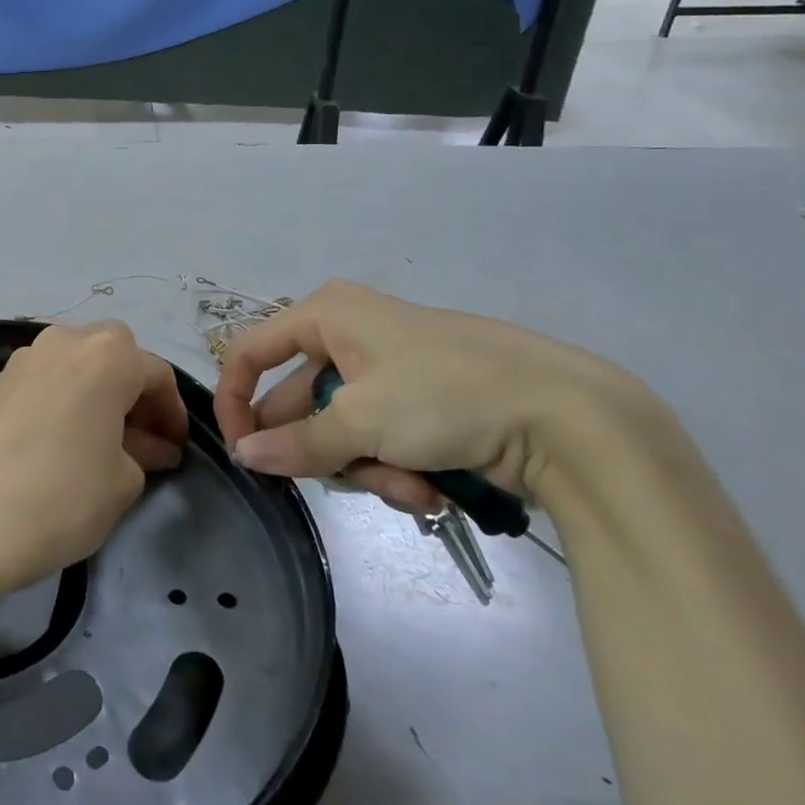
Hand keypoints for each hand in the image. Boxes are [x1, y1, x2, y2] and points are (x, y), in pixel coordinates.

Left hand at [0, 322, 188, 594]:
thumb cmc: (65, 496)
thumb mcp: (124, 481)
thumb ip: (145, 452)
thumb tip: (151, 446)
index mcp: (107, 355)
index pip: (156, 374)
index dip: (172, 412)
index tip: (175, 448)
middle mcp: (63, 340)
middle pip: (112, 352)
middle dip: (131, 388)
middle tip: (139, 436)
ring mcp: (22, 358)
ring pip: (72, 361)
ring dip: (92, 388)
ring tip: (96, 436)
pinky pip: (40, 380)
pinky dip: (57, 398)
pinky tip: (54, 439)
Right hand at [214, 280, 655, 515]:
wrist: (569, 417)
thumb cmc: (445, 395)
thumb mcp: (361, 421)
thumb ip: (296, 443)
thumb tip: (244, 456)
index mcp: (326, 315)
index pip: (251, 351)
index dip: (236, 399)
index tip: (240, 450)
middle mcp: (349, 336)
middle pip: (299, 402)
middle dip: (323, 451)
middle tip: (337, 479)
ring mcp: (386, 373)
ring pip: (340, 431)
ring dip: (365, 468)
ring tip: (408, 486)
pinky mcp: (420, 406)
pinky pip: (378, 441)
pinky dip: (395, 469)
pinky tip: (430, 490)